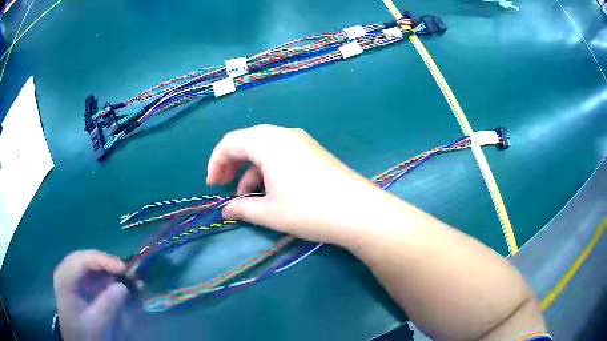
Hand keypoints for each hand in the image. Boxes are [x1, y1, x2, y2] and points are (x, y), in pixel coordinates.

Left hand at [53, 250, 128, 340]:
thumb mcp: (97, 323)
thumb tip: (124, 286)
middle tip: (126, 271)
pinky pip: (90, 271)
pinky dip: (103, 274)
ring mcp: (70, 275)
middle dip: (107, 263)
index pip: (83, 260)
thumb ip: (109, 304)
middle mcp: (65, 270)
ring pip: (89, 262)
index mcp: (65, 278)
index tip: (124, 270)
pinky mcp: (76, 281)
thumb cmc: (85, 333)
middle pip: (86, 258)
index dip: (104, 261)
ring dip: (106, 268)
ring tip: (123, 275)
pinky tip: (114, 280)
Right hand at [207, 124, 391, 245]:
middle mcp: (283, 134)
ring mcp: (301, 141)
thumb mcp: (269, 212)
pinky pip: (281, 154)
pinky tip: (270, 191)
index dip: (215, 163)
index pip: (229, 142)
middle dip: (231, 165)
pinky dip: (269, 170)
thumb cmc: (308, 210)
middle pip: (247, 142)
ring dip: (250, 171)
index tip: (212, 186)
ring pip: (265, 150)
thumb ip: (242, 209)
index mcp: (267, 141)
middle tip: (224, 187)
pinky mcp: (313, 151)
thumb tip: (226, 211)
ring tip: (248, 197)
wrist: (358, 211)